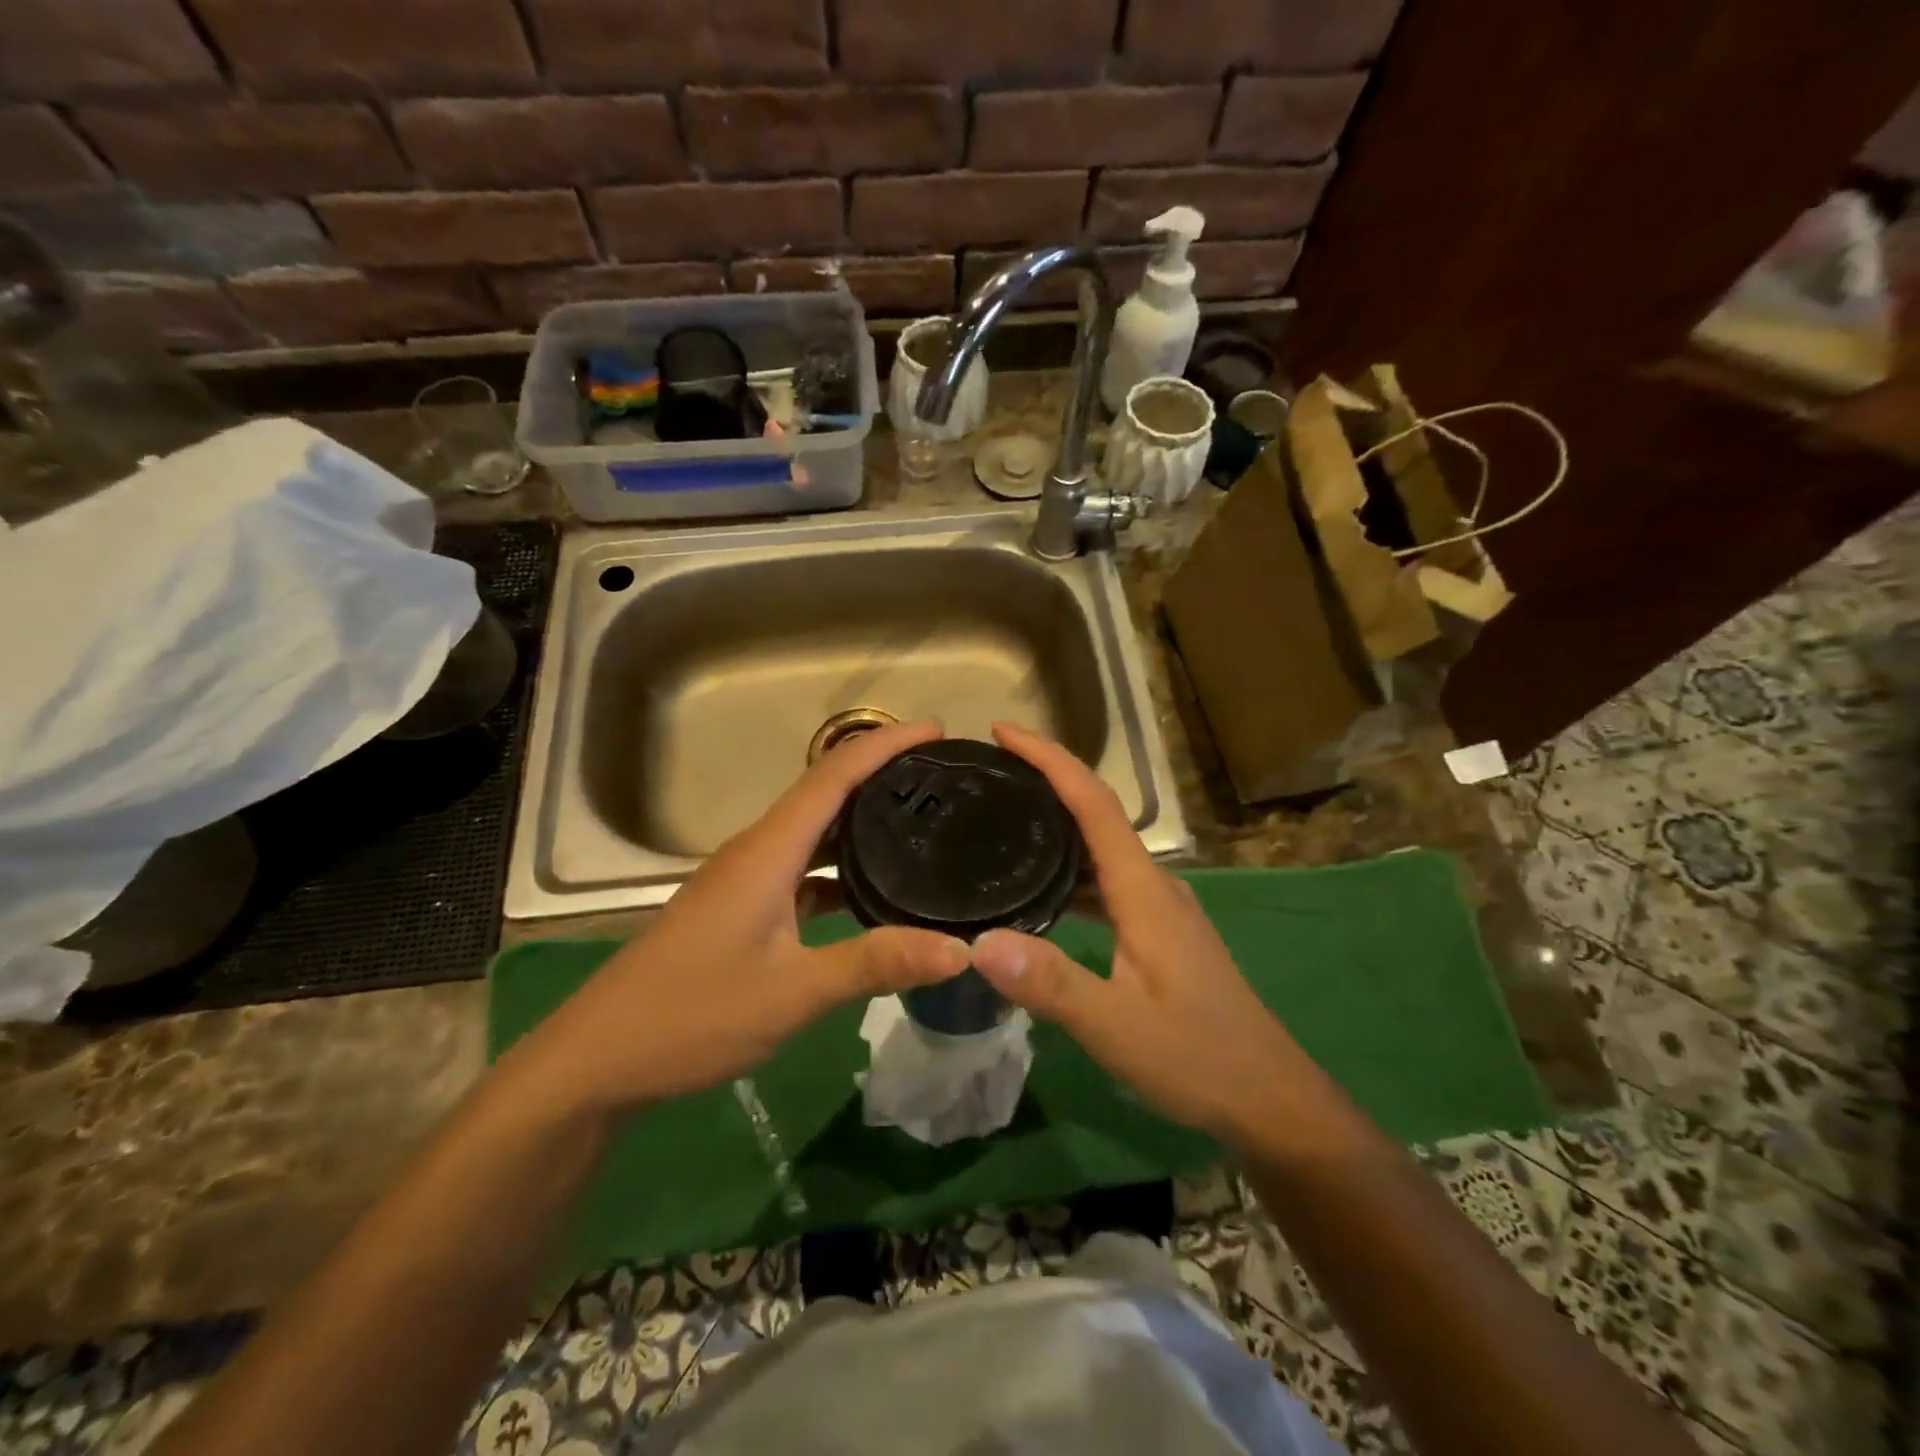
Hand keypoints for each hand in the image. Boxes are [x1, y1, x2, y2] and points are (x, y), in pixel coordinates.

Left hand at [518, 720, 970, 1113]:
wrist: (599, 1059)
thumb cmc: (693, 1015)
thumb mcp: (794, 992)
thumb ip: (875, 963)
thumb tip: (959, 949)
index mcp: (768, 851)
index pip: (835, 775)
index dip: (886, 744)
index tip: (938, 731)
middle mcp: (757, 851)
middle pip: (825, 791)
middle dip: (881, 772)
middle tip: (943, 775)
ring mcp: (744, 879)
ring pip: (812, 831)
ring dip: (860, 818)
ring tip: (919, 820)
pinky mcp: (740, 907)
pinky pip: (800, 868)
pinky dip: (838, 866)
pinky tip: (869, 891)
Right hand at [969, 722, 1320, 1144]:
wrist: (1270, 1099)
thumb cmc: (1199, 1058)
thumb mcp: (1118, 1027)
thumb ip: (1052, 984)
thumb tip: (978, 943)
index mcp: (1144, 890)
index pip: (1095, 803)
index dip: (1051, 759)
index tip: (1003, 732)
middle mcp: (1153, 885)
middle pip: (1097, 813)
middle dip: (1046, 780)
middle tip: (988, 771)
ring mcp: (1159, 909)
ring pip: (1101, 849)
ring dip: (1057, 823)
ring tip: (1002, 817)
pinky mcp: (1157, 932)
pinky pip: (1105, 882)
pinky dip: (1069, 869)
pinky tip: (1039, 889)